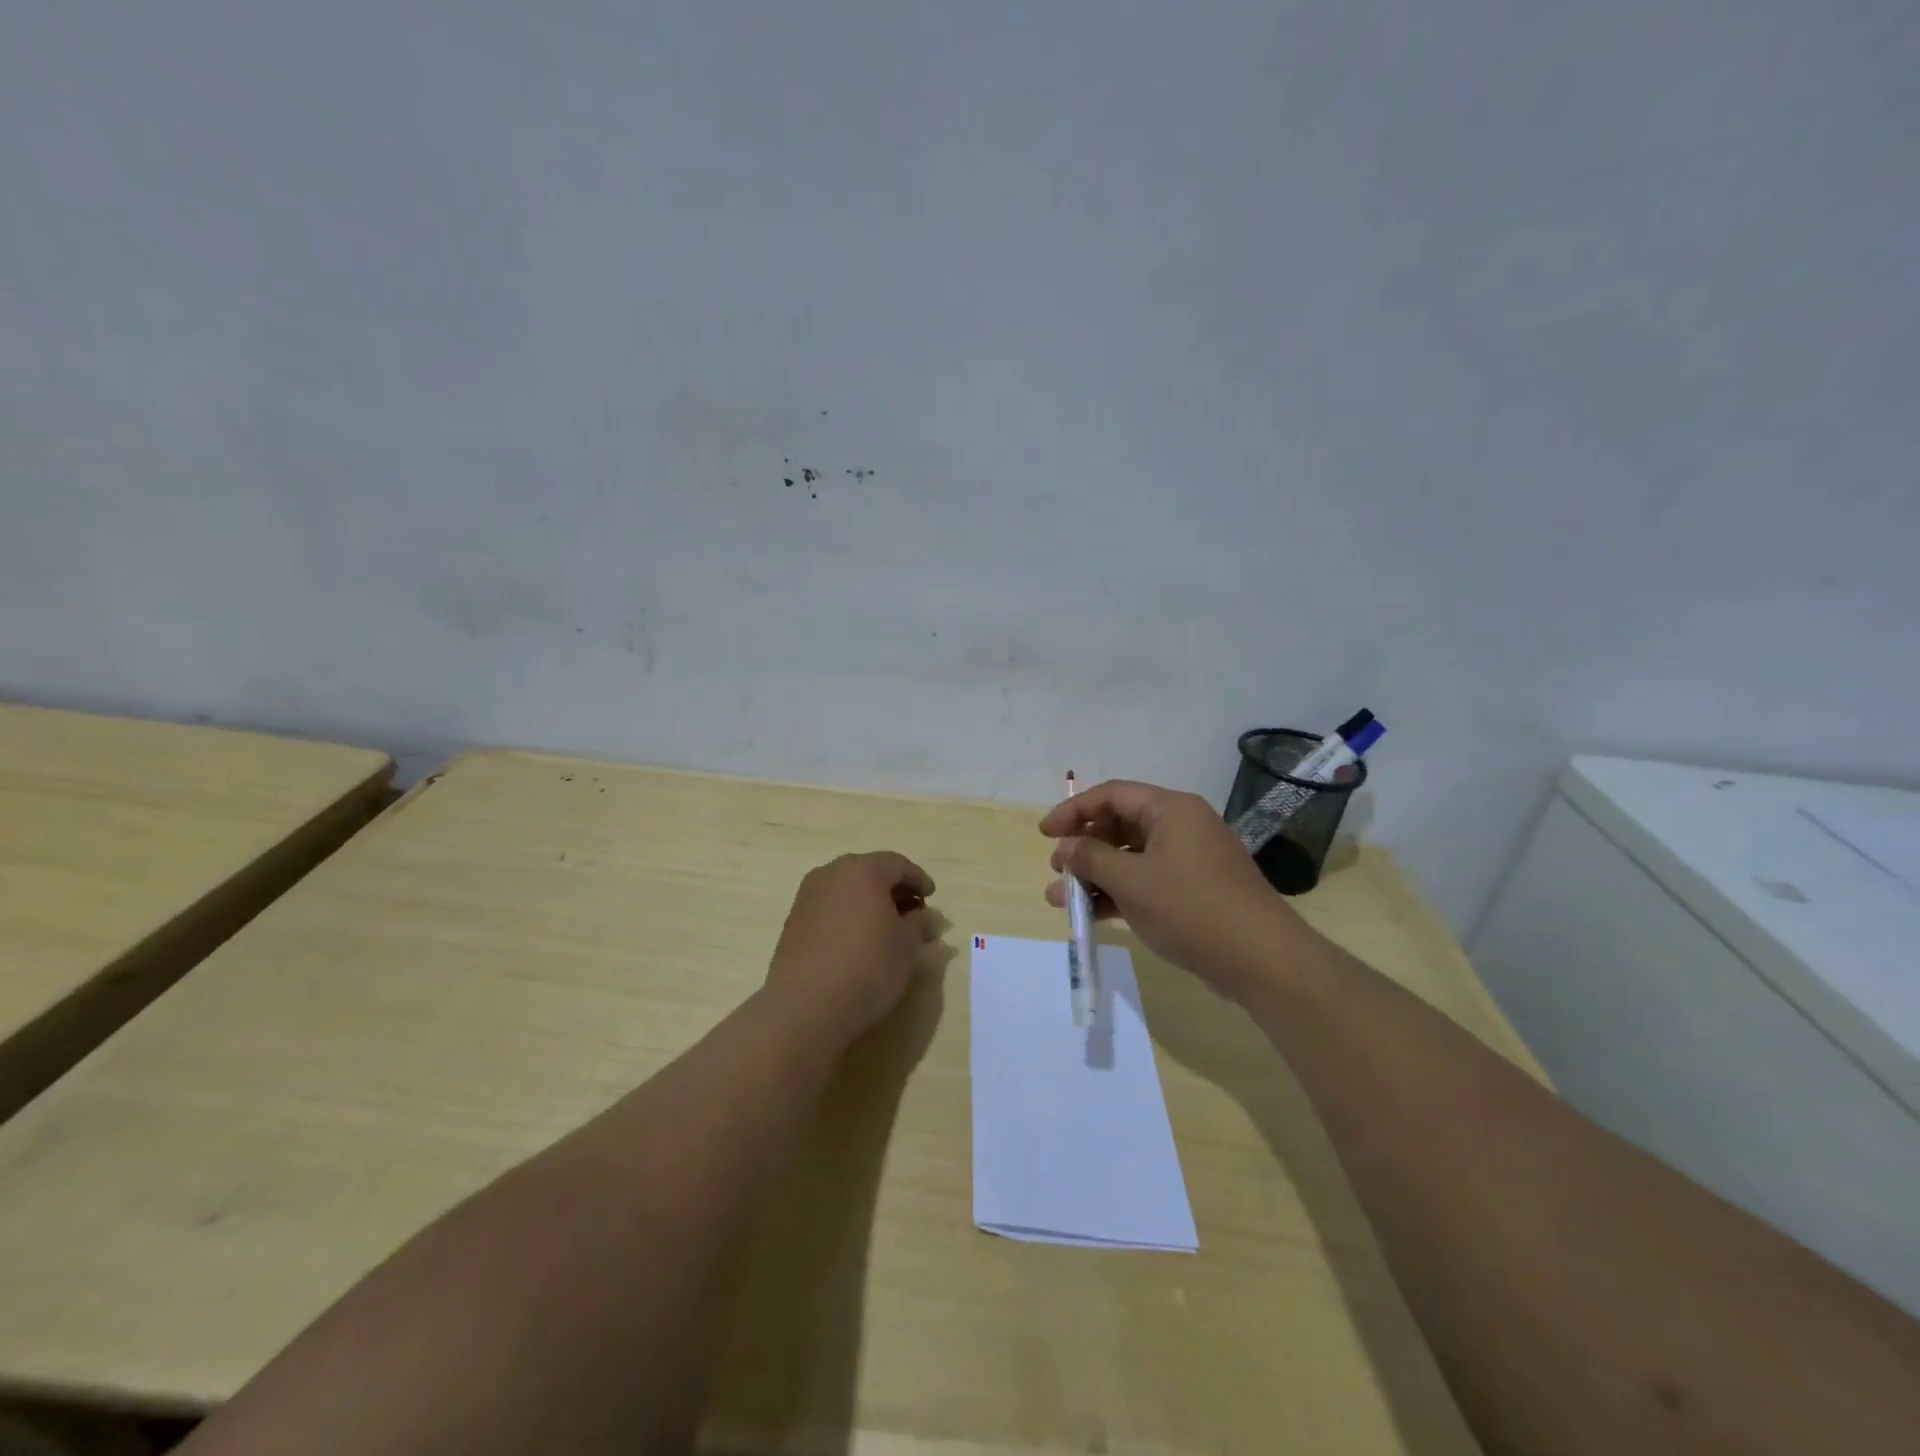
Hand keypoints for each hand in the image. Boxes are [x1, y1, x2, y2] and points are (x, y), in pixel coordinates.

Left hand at [767, 851, 939, 1043]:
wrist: (806, 1005)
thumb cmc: (867, 966)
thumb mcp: (907, 946)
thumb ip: (919, 924)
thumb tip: (923, 916)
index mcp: (863, 870)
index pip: (898, 864)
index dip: (918, 880)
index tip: (931, 898)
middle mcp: (832, 873)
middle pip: (870, 872)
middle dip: (893, 890)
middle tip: (912, 913)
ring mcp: (808, 896)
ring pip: (847, 890)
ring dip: (869, 903)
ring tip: (886, 930)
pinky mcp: (794, 921)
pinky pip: (830, 908)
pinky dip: (848, 916)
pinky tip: (858, 941)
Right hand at [1041, 780, 1309, 999]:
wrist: (1261, 960)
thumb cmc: (1191, 908)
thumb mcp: (1132, 881)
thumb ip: (1091, 859)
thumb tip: (1064, 847)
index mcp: (1171, 809)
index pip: (1112, 795)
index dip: (1073, 810)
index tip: (1044, 833)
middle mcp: (1181, 826)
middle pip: (1120, 824)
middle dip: (1083, 846)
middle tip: (1056, 868)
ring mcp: (1188, 859)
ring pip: (1130, 856)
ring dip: (1096, 874)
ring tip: (1062, 898)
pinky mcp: (1192, 890)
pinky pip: (1146, 880)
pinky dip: (1118, 892)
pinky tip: (1092, 914)